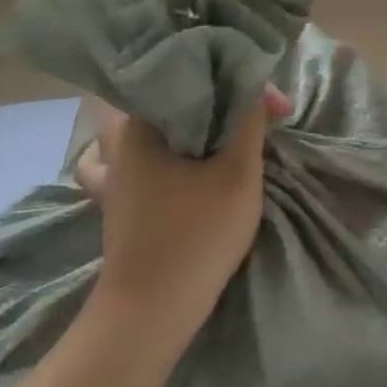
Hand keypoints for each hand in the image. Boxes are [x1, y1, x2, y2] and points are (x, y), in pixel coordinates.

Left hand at [75, 85, 292, 333]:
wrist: (151, 309)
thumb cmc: (197, 235)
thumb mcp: (238, 173)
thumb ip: (249, 123)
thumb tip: (258, 89)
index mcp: (140, 122)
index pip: (193, 77)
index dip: (240, 82)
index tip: (275, 106)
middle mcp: (116, 139)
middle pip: (165, 96)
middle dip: (213, 97)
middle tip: (251, 110)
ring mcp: (110, 171)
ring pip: (141, 125)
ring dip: (177, 120)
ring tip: (211, 125)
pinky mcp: (114, 198)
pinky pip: (125, 157)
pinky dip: (147, 149)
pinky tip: (169, 158)